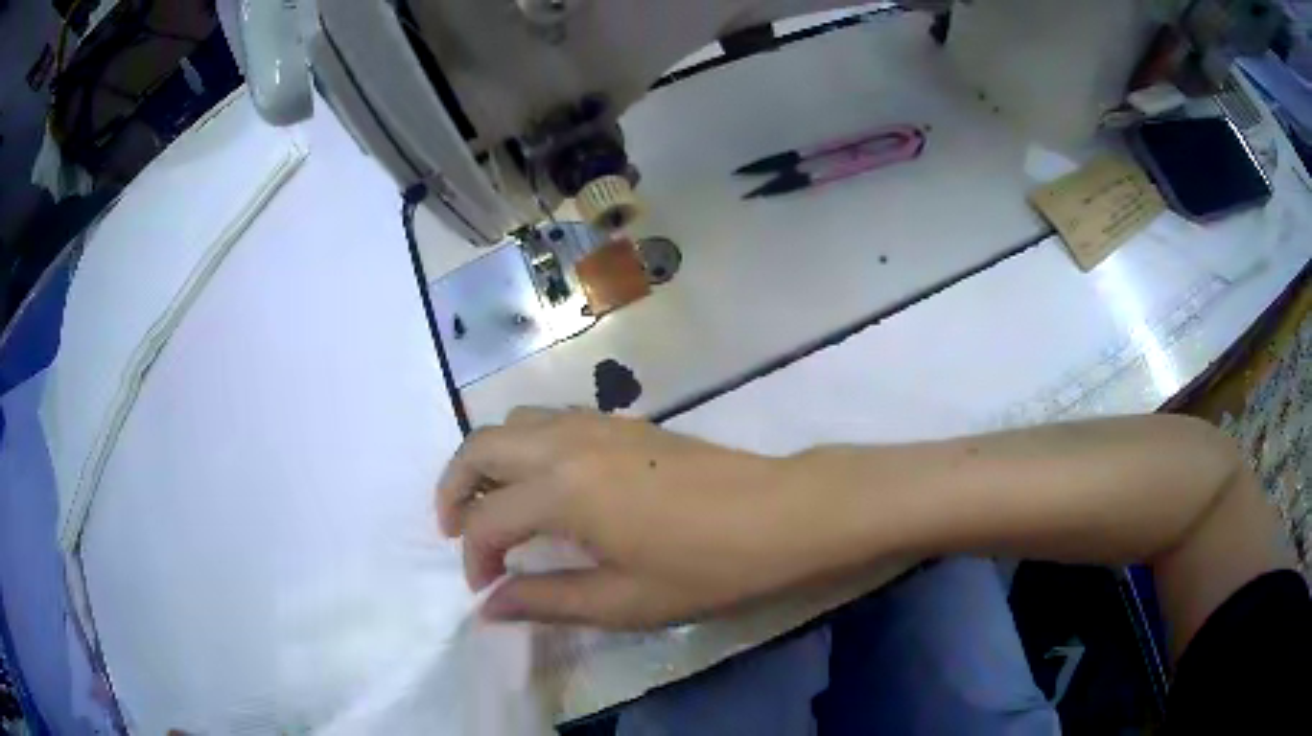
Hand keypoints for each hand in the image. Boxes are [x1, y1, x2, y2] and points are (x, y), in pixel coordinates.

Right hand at [437, 408, 824, 627]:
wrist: (781, 513)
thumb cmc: (706, 567)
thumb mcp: (624, 601)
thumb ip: (546, 600)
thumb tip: (490, 607)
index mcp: (561, 489)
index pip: (486, 520)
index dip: (474, 559)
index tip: (486, 591)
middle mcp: (566, 443)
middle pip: (480, 446)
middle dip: (453, 487)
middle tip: (455, 530)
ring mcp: (596, 423)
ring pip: (513, 423)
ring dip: (488, 459)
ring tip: (494, 505)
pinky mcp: (623, 421)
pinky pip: (549, 419)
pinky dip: (524, 444)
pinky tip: (544, 482)